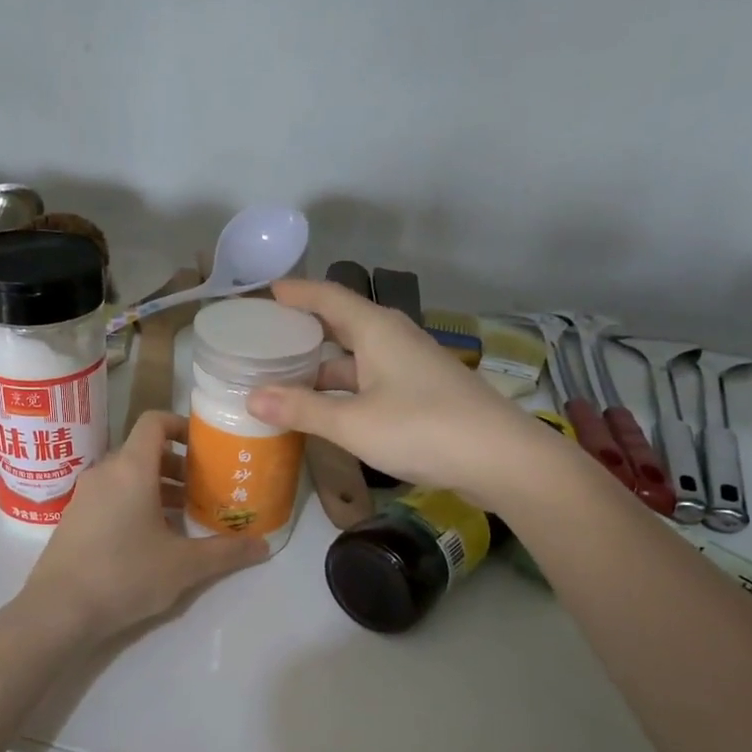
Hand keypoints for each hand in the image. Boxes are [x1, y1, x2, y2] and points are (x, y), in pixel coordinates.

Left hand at [21, 411, 266, 642]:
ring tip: (185, 515)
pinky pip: (110, 496)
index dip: (181, 425)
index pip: (155, 422)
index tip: (205, 446)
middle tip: (206, 488)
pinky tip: (152, 539)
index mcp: (131, 468)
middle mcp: (104, 472)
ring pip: (127, 476)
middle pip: (144, 451)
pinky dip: (135, 503)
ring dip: (158, 487)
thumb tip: (265, 546)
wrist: (58, 611)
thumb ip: (226, 552)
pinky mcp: (73, 519)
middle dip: (178, 465)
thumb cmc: (125, 575)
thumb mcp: (184, 565)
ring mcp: (84, 496)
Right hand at [246, 278, 533, 498]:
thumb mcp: (353, 422)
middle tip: (265, 340)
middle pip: (342, 324)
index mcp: (377, 330)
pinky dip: (344, 388)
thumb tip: (252, 397)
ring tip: (284, 379)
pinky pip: (371, 380)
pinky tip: (327, 409)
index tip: (266, 293)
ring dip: (323, 366)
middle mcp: (394, 339)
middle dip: (305, 330)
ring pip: (356, 357)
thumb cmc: (422, 429)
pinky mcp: (422, 393)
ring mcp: (411, 367)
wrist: (500, 458)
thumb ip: (302, 409)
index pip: (328, 296)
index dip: (296, 293)